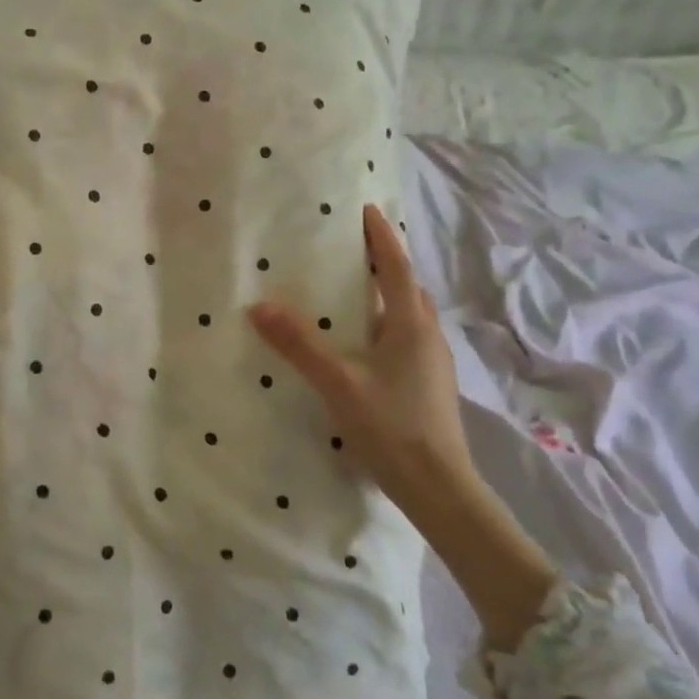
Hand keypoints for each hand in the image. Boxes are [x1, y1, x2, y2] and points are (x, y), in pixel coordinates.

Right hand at [248, 204, 474, 513]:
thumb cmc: (391, 427)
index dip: (381, 238)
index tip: (366, 211)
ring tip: (352, 292)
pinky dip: (386, 325)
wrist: (440, 487)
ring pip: (409, 315)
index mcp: (411, 325)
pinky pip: (407, 338)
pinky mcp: (430, 385)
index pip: (396, 267)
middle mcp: (428, 336)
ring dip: (386, 295)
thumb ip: (299, 344)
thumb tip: (259, 306)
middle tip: (351, 250)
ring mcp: (433, 363)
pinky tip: (364, 344)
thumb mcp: (338, 383)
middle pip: (406, 288)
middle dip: (384, 264)